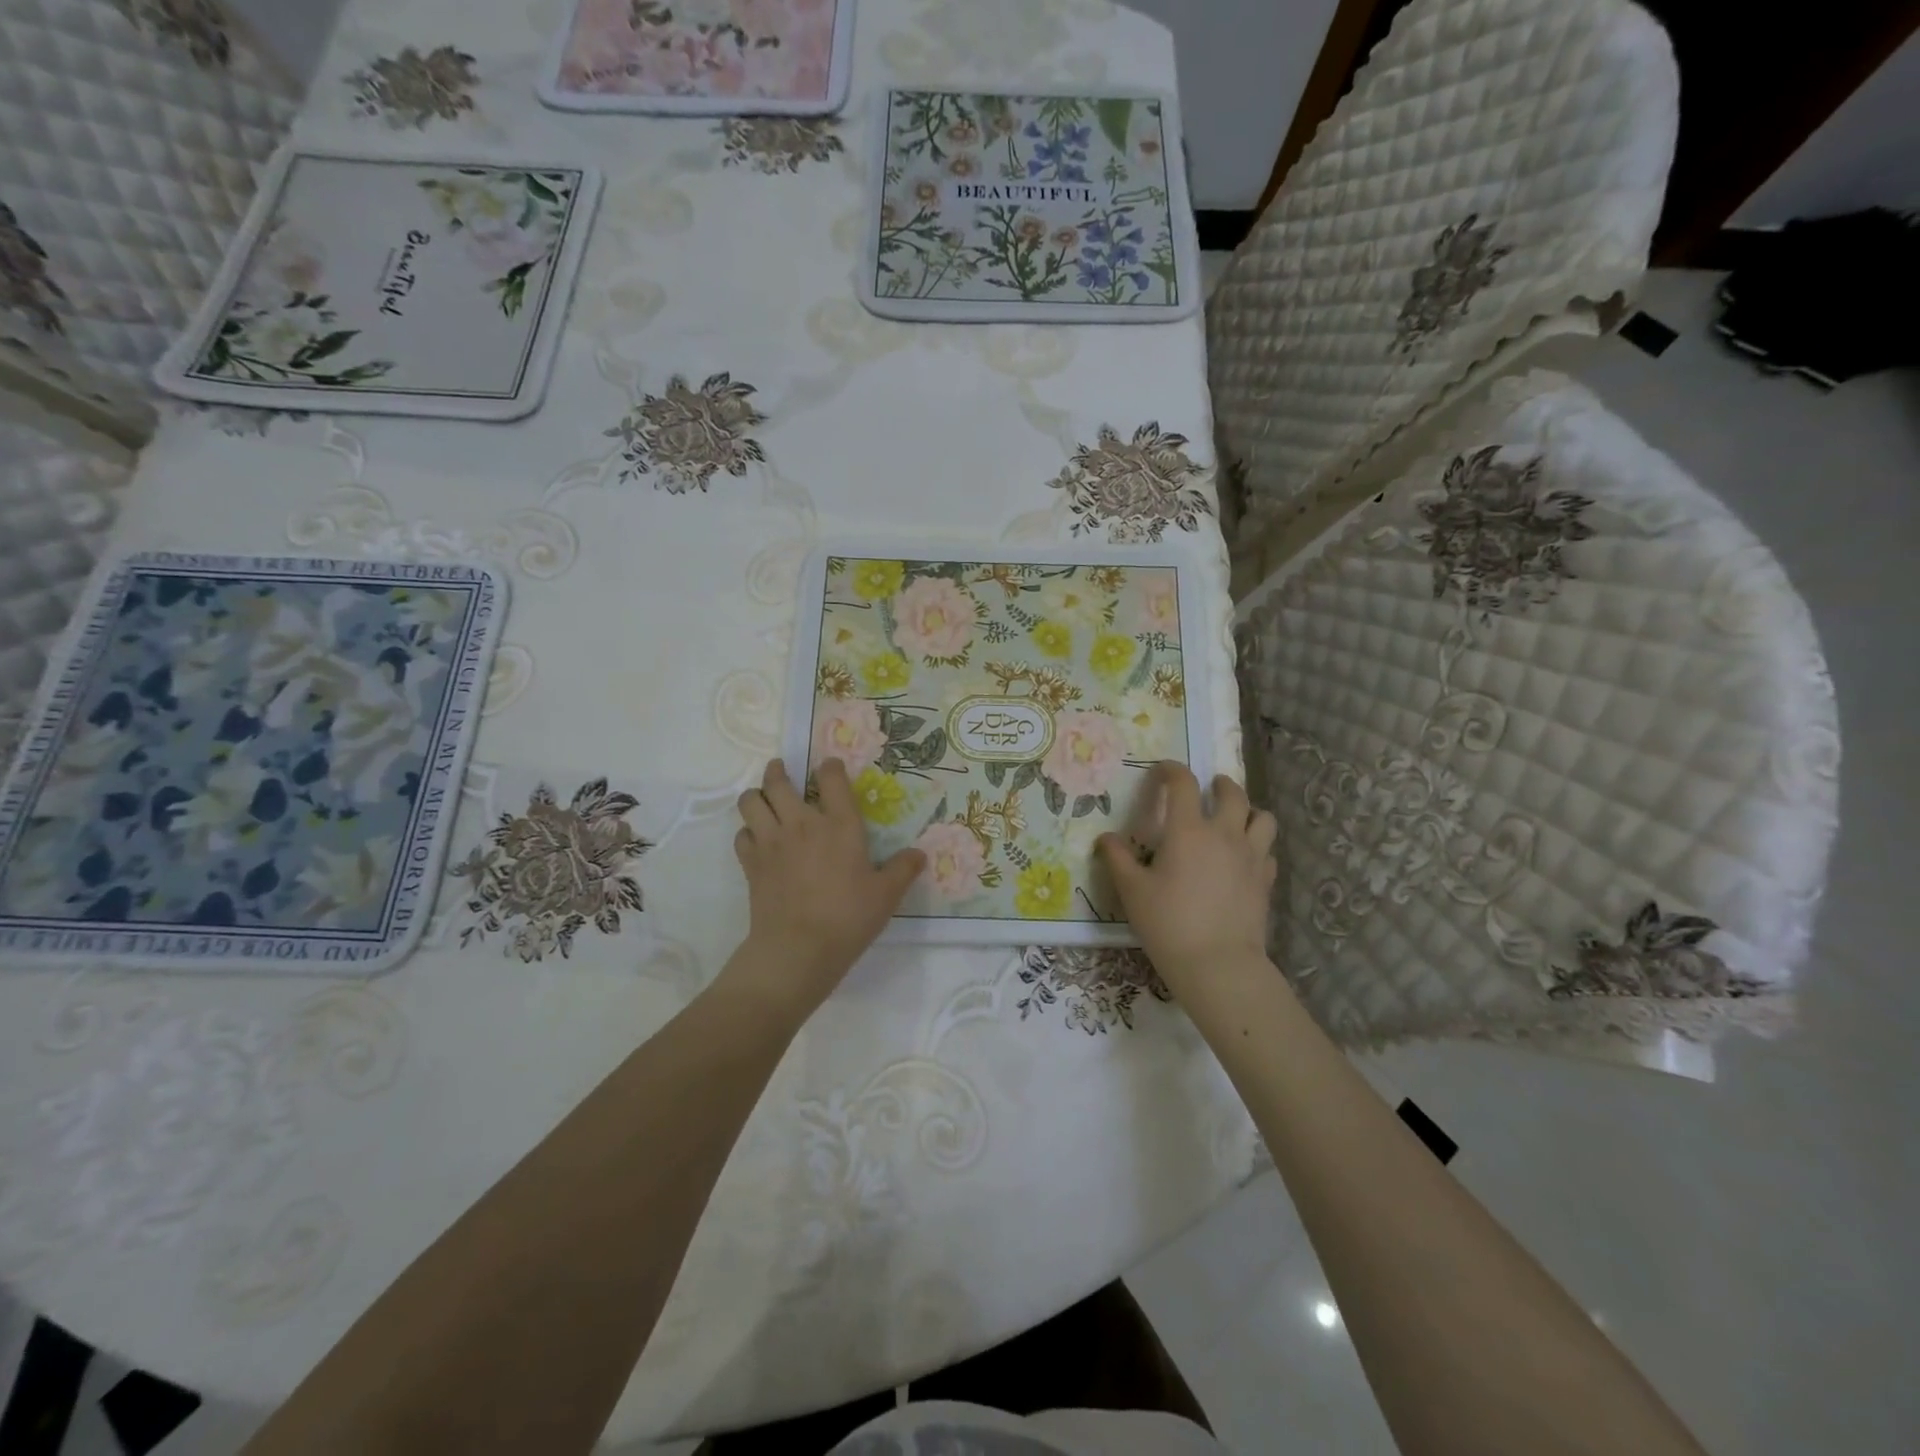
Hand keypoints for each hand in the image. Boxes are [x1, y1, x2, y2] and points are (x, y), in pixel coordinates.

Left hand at [728, 759, 925, 1015]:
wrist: (798, 949)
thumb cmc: (848, 917)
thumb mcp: (886, 895)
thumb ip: (903, 870)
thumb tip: (919, 854)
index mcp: (839, 825)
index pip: (831, 778)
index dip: (830, 767)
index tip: (830, 767)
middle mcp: (802, 824)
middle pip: (778, 782)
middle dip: (778, 771)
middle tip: (782, 771)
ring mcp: (771, 842)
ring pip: (751, 802)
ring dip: (756, 796)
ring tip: (764, 799)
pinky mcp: (751, 863)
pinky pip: (741, 834)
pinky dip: (748, 831)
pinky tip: (758, 839)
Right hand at [1099, 762, 1276, 999]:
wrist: (1217, 964)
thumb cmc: (1168, 923)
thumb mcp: (1132, 891)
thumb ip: (1117, 859)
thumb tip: (1105, 838)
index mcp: (1188, 830)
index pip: (1183, 783)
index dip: (1172, 770)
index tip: (1162, 770)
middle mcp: (1224, 834)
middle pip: (1233, 793)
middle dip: (1220, 784)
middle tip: (1209, 788)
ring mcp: (1251, 857)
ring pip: (1263, 818)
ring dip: (1249, 811)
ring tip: (1235, 819)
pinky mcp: (1265, 881)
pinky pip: (1267, 851)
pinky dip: (1257, 846)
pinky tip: (1244, 858)